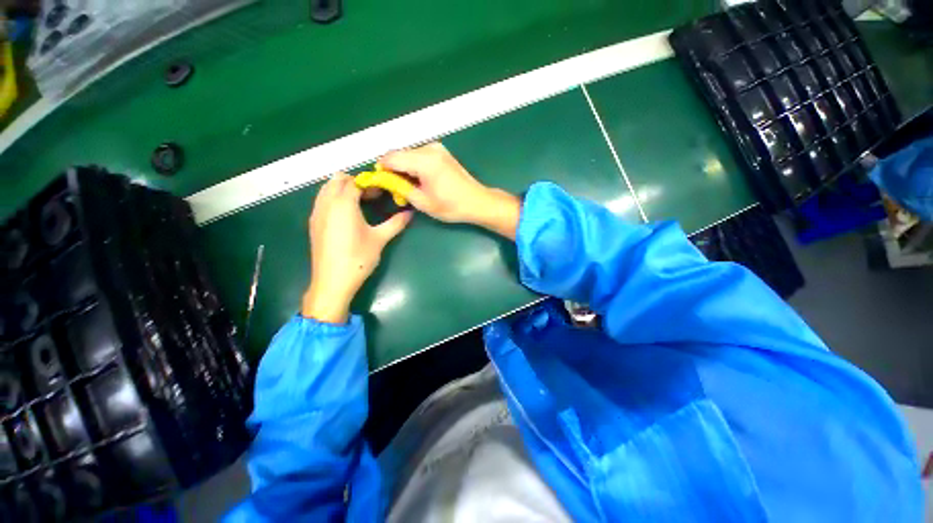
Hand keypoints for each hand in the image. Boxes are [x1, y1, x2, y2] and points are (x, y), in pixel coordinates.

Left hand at [302, 173, 411, 322]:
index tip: (382, 192)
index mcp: (343, 203)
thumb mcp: (380, 239)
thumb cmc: (358, 258)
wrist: (333, 281)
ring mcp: (316, 212)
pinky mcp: (313, 223)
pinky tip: (346, 216)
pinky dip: (334, 198)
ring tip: (360, 204)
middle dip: (355, 182)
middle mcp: (326, 203)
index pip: (355, 182)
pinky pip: (322, 200)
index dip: (370, 184)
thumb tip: (410, 213)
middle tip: (371, 196)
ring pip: (326, 188)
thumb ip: (396, 223)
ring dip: (342, 189)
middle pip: (337, 180)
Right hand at [380, 143, 520, 238]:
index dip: (381, 169)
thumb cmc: (451, 206)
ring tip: (408, 186)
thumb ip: (401, 188)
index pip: (391, 157)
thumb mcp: (423, 202)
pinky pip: (419, 155)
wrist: (477, 201)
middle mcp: (429, 148)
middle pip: (400, 153)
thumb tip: (386, 180)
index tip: (379, 182)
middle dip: (393, 169)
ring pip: (409, 154)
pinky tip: (418, 180)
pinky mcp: (441, 152)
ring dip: (403, 167)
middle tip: (395, 188)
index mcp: (424, 161)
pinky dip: (414, 165)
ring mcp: (437, 148)